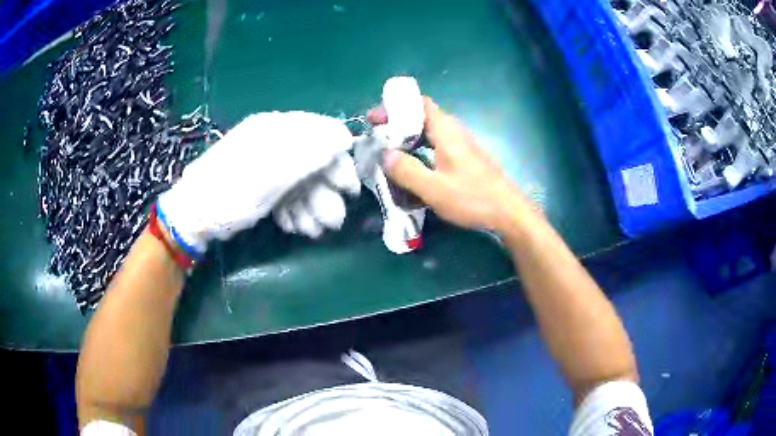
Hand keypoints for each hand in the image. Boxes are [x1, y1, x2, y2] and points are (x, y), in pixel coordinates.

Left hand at [157, 111, 357, 256]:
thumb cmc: (230, 193)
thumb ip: (307, 155)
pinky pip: (287, 190)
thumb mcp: (269, 175)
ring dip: (312, 206)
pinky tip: (295, 226)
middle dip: (325, 190)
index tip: (347, 188)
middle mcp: (274, 141)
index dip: (339, 158)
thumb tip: (344, 138)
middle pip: (314, 159)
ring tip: (312, 230)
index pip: (323, 131)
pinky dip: (294, 209)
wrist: (193, 216)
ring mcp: (268, 163)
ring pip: (302, 179)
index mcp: (275, 128)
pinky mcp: (262, 182)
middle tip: (333, 220)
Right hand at [370, 97, 535, 232]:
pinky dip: (420, 148)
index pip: (419, 104)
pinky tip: (414, 166)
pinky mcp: (466, 157)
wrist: (508, 212)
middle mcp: (455, 131)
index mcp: (446, 131)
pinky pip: (437, 144)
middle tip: (378, 137)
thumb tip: (385, 155)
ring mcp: (462, 144)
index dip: (395, 107)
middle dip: (398, 123)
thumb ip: (407, 171)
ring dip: (409, 138)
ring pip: (430, 132)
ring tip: (390, 152)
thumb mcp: (434, 189)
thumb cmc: (473, 198)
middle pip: (422, 116)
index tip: (375, 119)